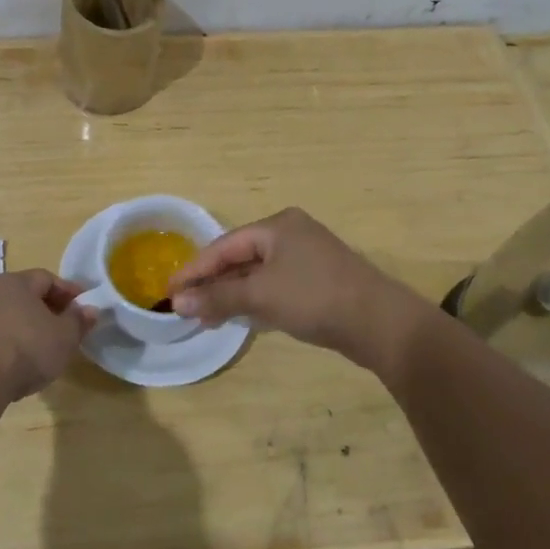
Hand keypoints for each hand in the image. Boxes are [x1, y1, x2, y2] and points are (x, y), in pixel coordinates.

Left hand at [0, 270, 93, 400]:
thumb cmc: (27, 349)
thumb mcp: (65, 336)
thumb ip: (78, 320)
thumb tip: (89, 309)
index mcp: (16, 281)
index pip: (47, 278)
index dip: (68, 292)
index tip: (82, 308)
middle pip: (25, 295)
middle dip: (46, 308)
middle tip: (64, 327)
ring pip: (7, 314)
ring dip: (25, 325)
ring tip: (41, 347)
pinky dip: (8, 341)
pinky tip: (17, 360)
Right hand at [167, 208, 421, 371]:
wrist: (381, 323)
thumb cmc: (315, 298)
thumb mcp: (261, 296)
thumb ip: (218, 297)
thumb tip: (176, 302)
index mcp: (277, 225)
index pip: (224, 245)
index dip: (194, 269)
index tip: (168, 290)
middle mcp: (291, 233)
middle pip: (240, 256)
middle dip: (213, 283)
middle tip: (185, 307)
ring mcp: (308, 257)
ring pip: (258, 273)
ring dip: (232, 293)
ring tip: (206, 317)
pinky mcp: (319, 280)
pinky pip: (276, 285)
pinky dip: (256, 299)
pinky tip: (242, 316)